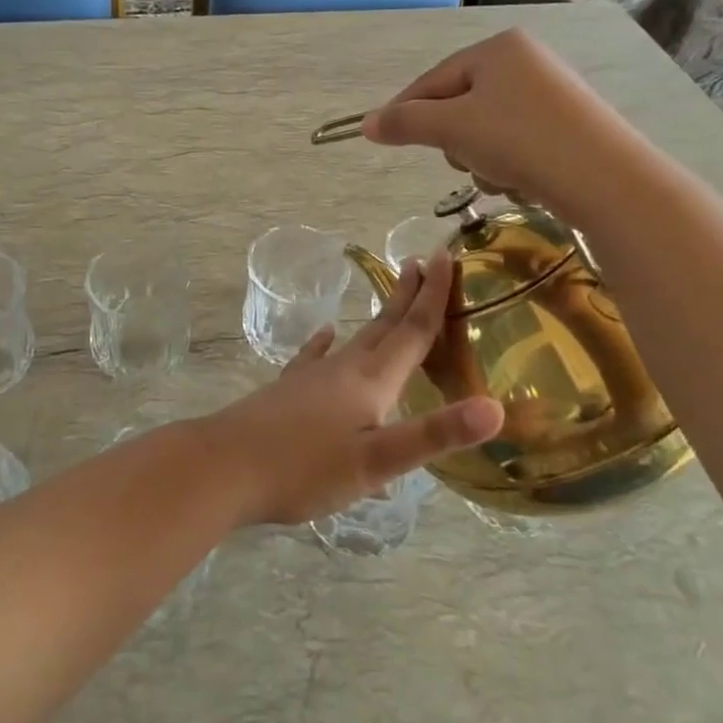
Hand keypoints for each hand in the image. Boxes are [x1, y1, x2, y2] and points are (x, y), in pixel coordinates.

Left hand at [203, 253, 504, 524]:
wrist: (225, 466)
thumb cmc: (305, 468)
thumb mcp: (378, 461)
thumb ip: (434, 434)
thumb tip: (496, 407)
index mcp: (371, 381)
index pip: (412, 330)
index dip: (433, 295)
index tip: (445, 254)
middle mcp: (344, 369)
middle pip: (384, 325)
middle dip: (408, 294)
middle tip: (423, 260)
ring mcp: (312, 377)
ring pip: (355, 339)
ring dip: (378, 316)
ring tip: (391, 295)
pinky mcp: (289, 391)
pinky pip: (316, 357)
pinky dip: (326, 343)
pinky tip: (325, 335)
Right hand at [360, 28, 641, 220]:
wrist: (607, 180)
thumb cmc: (520, 141)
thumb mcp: (452, 129)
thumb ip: (405, 123)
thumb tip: (366, 124)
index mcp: (496, 49)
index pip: (432, 80)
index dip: (405, 112)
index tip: (384, 140)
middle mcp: (525, 61)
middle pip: (459, 105)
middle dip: (455, 141)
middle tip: (468, 161)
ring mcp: (550, 92)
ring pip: (486, 129)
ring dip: (482, 159)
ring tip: (502, 177)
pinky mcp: (568, 124)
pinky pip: (516, 141)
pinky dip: (511, 164)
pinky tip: (524, 182)